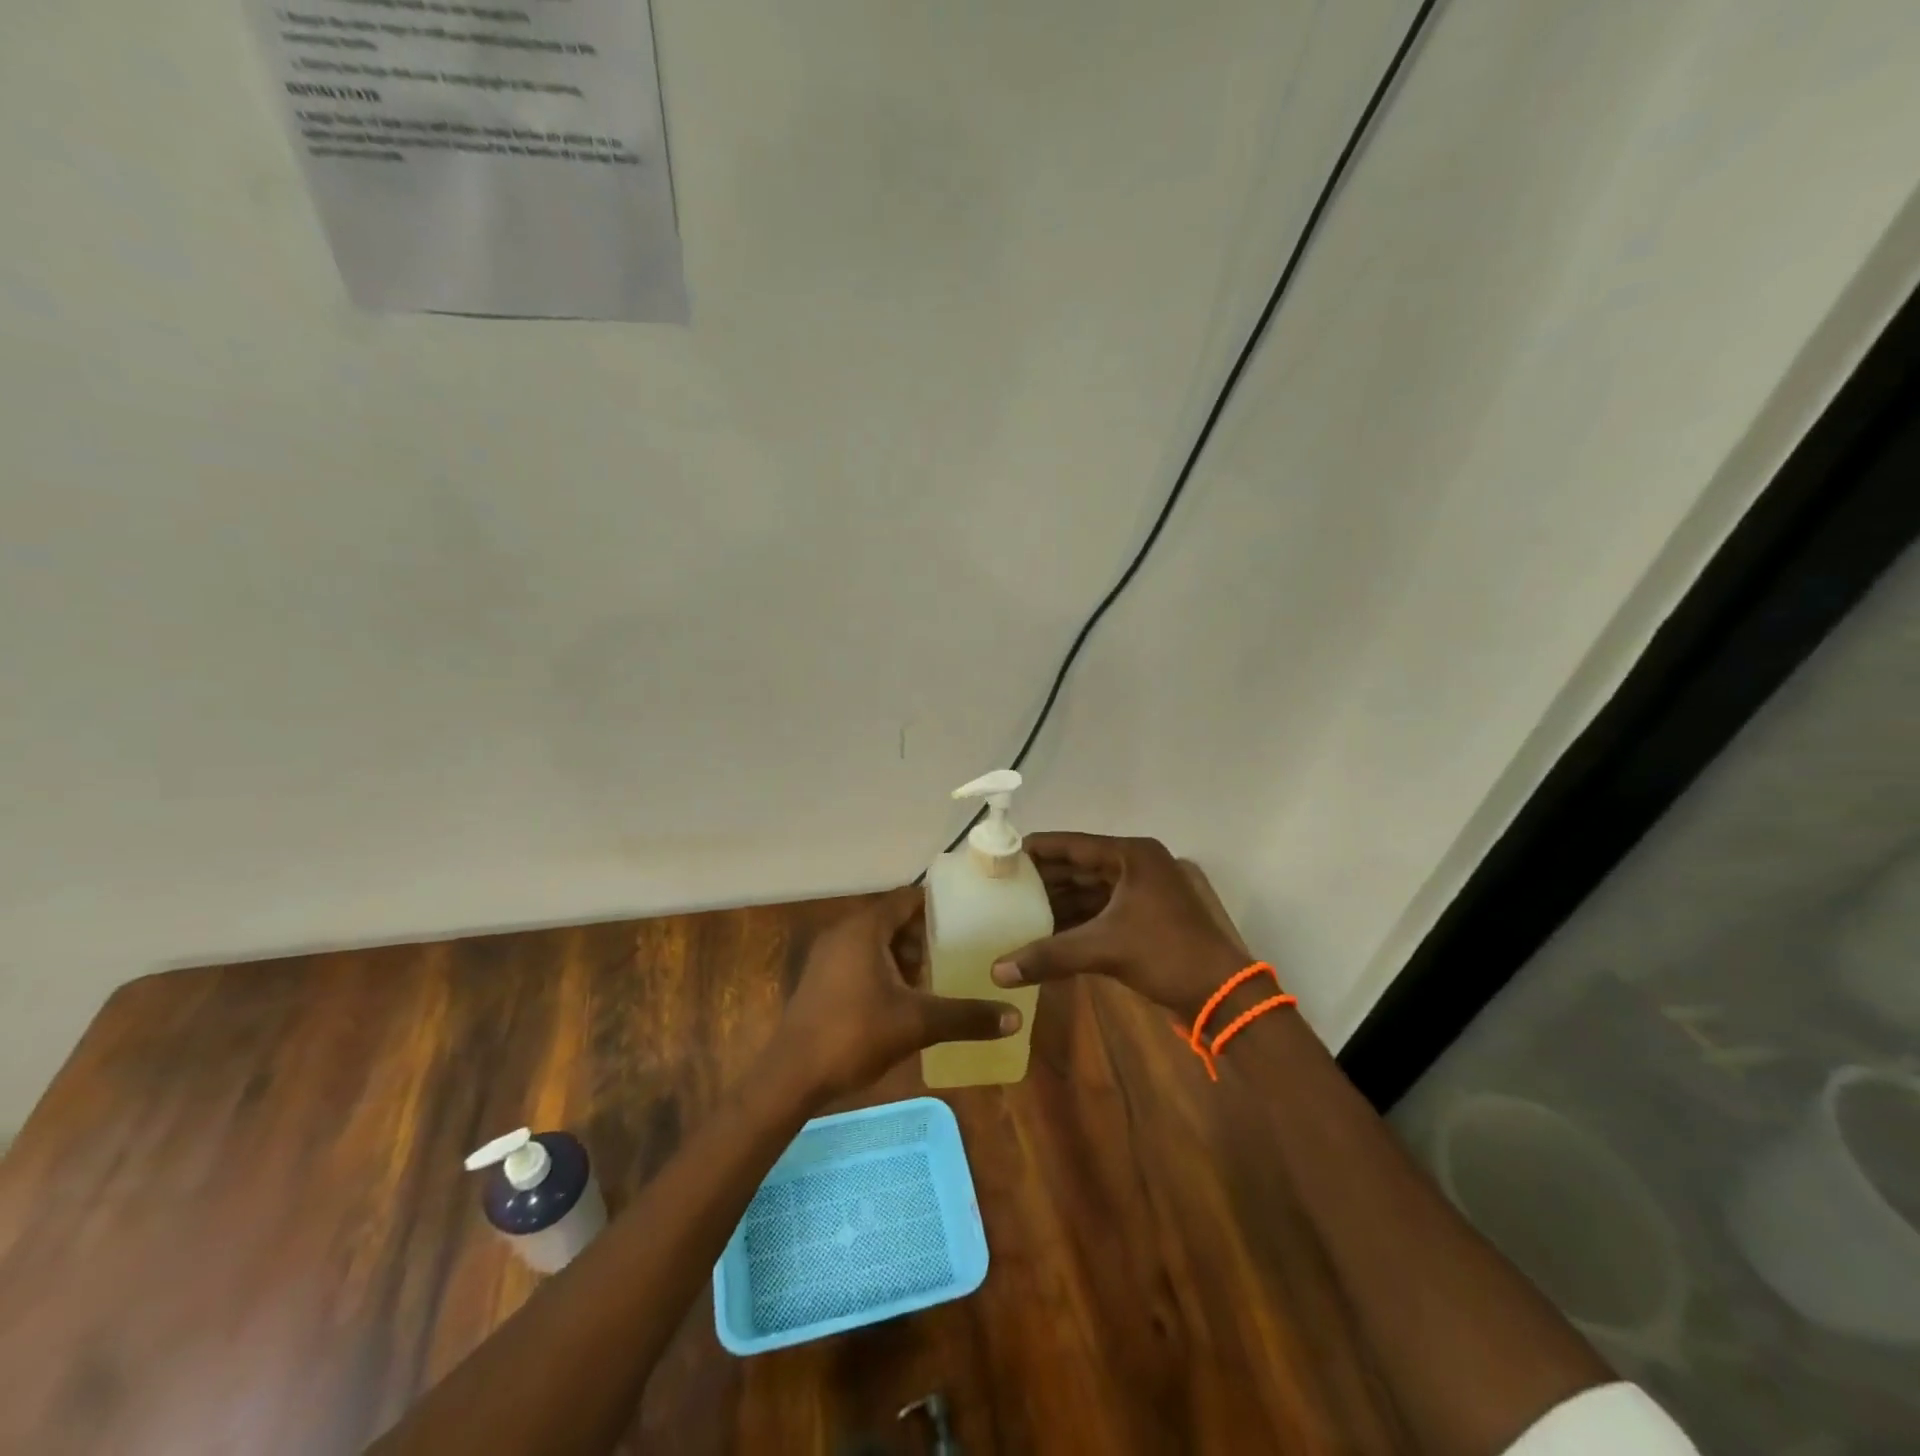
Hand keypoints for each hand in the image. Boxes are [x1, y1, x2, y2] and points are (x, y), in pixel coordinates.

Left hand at [776, 886, 1021, 1101]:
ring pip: (876, 943)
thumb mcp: (917, 1023)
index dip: (938, 904)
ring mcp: (828, 957)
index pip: (907, 899)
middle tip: (960, 949)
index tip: (968, 913)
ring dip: (904, 956)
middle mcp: (844, 933)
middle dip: (925, 935)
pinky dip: (885, 970)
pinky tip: (905, 998)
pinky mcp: (821, 980)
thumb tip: (1015, 1018)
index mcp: (865, 929)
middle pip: (893, 920)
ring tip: (938, 975)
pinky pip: (861, 961)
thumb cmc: (854, 1035)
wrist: (791, 1076)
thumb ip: (966, 1016)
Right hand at [990, 834, 1253, 1021]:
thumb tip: (996, 972)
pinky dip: (1075, 920)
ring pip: (1089, 891)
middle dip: (1044, 879)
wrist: (1221, 994)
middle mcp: (1136, 865)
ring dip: (1058, 902)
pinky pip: (1100, 911)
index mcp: (1131, 856)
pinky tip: (1046, 932)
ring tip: (1017, 911)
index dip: (1037, 849)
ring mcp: (1142, 892)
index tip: (1002, 855)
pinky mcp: (1144, 917)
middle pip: (1079, 867)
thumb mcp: (1103, 949)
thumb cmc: (1166, 954)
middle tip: (1003, 887)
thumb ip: (1048, 956)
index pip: (1073, 845)